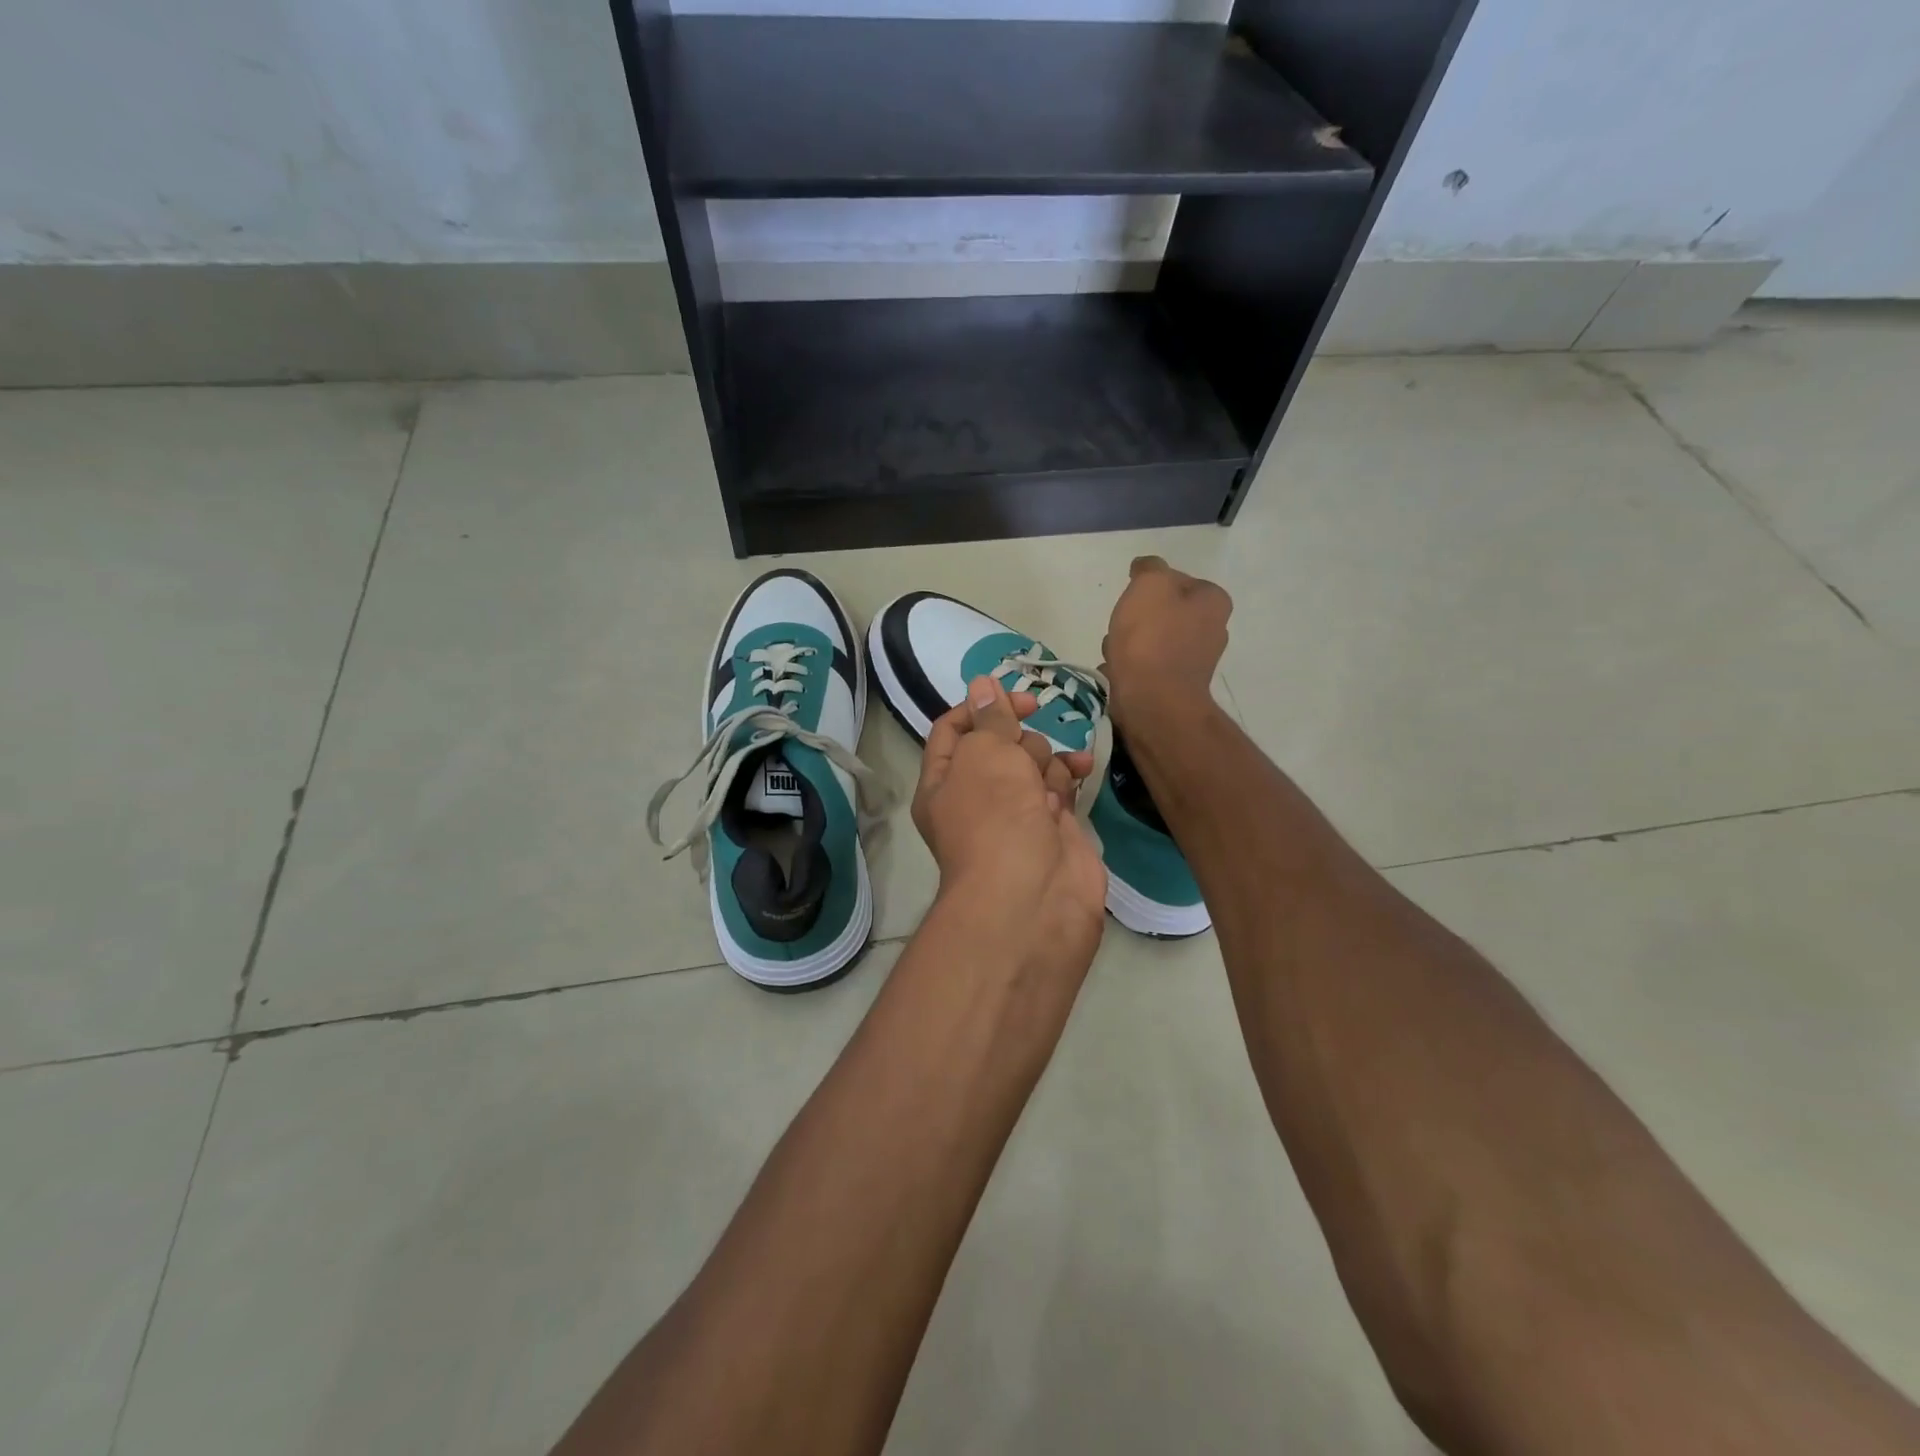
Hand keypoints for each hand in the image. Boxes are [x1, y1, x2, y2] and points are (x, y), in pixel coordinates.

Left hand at [913, 676, 1107, 975]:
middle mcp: (976, 797)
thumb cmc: (995, 817)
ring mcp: (1016, 814)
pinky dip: (1068, 778)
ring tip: (1048, 785)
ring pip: (1033, 763)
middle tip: (1025, 759)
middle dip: (1019, 742)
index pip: (953, 730)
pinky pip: (1059, 787)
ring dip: (1046, 760)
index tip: (1013, 696)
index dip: (980, 707)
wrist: (1033, 896)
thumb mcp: (985, 755)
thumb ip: (990, 718)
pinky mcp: (1052, 827)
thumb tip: (982, 683)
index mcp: (943, 783)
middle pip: (1000, 745)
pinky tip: (1080, 773)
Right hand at [1101, 555, 1231, 729]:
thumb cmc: (1152, 639)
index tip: (1131, 597)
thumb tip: (1146, 568)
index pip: (1176, 579)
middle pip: (1163, 612)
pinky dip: (1129, 668)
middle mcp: (1212, 630)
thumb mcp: (1149, 584)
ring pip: (1151, 640)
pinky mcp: (1175, 687)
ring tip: (1115, 653)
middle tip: (1122, 627)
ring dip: (1128, 644)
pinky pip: (1146, 667)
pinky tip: (1118, 673)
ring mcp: (1194, 662)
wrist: (1152, 703)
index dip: (1148, 584)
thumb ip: (1149, 568)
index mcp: (1213, 601)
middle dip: (1136, 618)